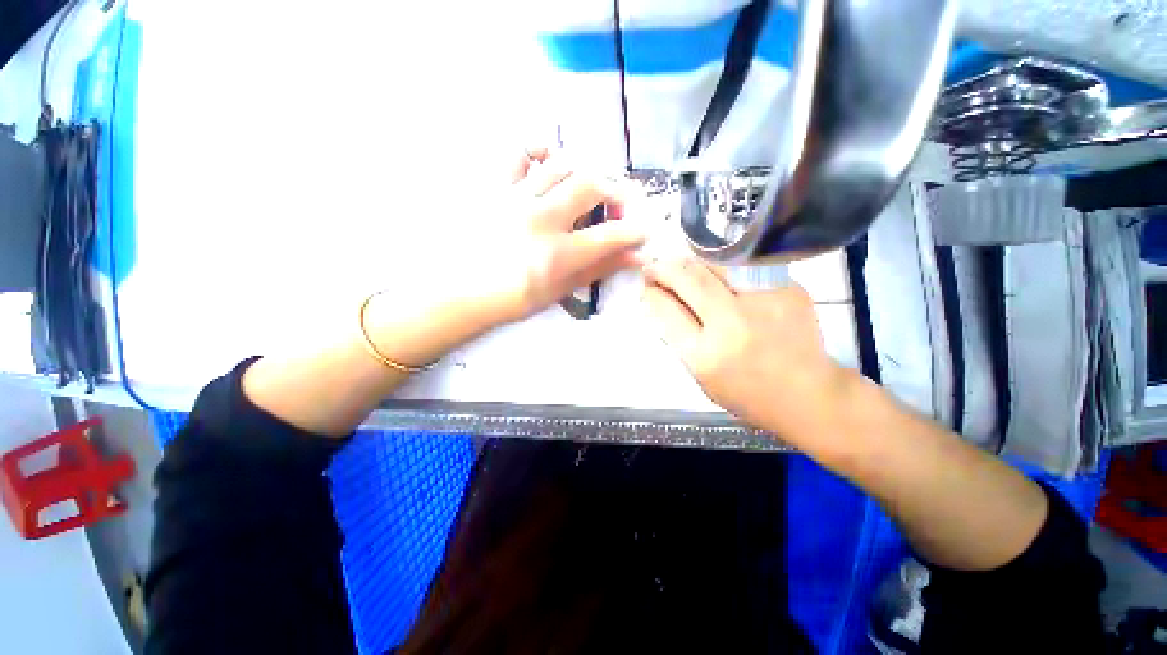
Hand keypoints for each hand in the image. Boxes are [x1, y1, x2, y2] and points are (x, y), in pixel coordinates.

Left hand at [449, 148, 647, 327]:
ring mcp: (515, 197)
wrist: (460, 292)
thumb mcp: (560, 290)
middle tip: (616, 206)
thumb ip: (598, 269)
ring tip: (586, 188)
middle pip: (591, 185)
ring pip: (562, 163)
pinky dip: (540, 151)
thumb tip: (635, 256)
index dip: (635, 231)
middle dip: (614, 191)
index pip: (610, 235)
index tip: (644, 230)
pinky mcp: (495, 186)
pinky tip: (549, 164)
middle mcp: (539, 219)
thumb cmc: (512, 299)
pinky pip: (519, 153)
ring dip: (584, 172)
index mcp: (557, 255)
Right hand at [642, 258, 860, 447]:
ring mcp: (762, 302)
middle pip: (689, 279)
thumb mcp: (701, 377)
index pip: (667, 310)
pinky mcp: (786, 289)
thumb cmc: (746, 394)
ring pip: (714, 265)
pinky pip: (742, 268)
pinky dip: (721, 269)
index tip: (646, 286)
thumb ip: (679, 339)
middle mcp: (732, 324)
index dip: (651, 292)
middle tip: (654, 266)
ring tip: (681, 267)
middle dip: (663, 267)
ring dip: (690, 262)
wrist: (809, 395)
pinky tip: (717, 275)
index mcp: (705, 355)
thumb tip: (661, 302)